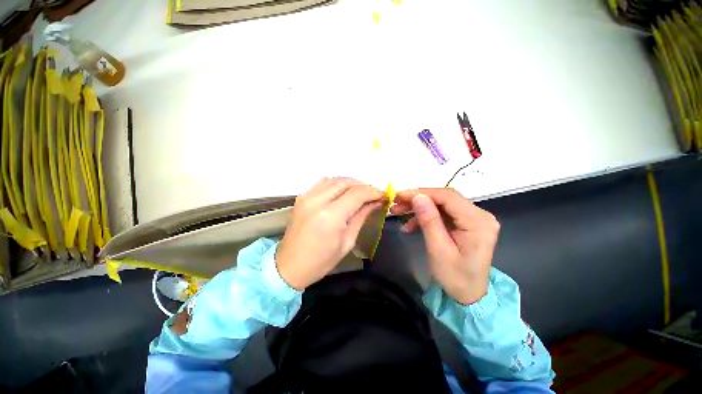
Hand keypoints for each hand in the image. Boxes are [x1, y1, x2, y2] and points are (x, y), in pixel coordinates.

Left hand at [276, 178, 384, 289]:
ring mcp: (307, 197)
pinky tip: (343, 192)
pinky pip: (323, 183)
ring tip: (360, 193)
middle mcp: (317, 201)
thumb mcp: (347, 241)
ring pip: (335, 179)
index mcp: (330, 216)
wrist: (290, 266)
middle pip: (346, 182)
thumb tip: (374, 203)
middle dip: (363, 186)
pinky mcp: (301, 197)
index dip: (373, 192)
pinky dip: (337, 184)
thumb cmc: (322, 261)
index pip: (357, 193)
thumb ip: (361, 217)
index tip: (383, 195)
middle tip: (373, 194)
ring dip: (351, 183)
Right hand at [391, 189, 499, 304]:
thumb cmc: (455, 277)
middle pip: (444, 198)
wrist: (469, 295)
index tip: (399, 196)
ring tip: (399, 213)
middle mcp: (480, 215)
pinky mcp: (465, 222)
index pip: (447, 197)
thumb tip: (417, 196)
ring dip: (419, 208)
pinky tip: (410, 225)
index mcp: (478, 222)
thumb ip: (429, 221)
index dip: (422, 193)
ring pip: (441, 204)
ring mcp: (473, 218)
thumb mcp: (438, 250)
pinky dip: (425, 216)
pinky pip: (443, 213)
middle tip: (396, 204)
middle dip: (418, 199)